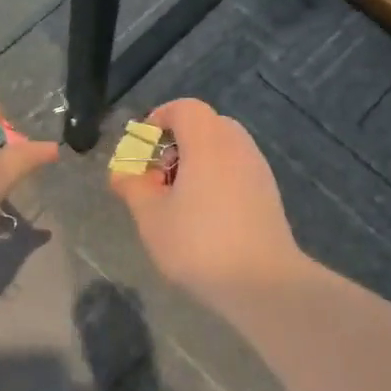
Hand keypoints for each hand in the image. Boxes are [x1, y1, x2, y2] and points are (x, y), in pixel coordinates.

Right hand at [108, 98, 307, 300]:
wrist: (262, 282)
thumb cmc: (198, 243)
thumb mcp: (151, 216)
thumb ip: (133, 187)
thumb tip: (121, 173)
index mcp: (208, 142)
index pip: (185, 108)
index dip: (159, 119)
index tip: (143, 147)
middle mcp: (237, 146)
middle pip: (206, 125)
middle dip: (177, 143)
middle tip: (158, 175)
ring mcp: (258, 170)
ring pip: (223, 149)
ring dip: (197, 162)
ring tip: (178, 200)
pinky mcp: (269, 194)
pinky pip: (236, 170)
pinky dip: (216, 178)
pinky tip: (204, 216)